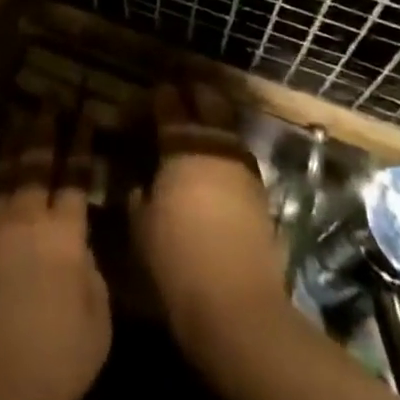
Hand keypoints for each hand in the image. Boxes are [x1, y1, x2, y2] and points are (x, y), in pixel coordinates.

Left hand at [0, 108, 109, 399]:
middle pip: (36, 164)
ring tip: (15, 123)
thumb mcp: (98, 320)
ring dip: (10, 150)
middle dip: (44, 129)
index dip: (82, 144)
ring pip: (1, 179)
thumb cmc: (59, 358)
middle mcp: (26, 218)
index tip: (85, 114)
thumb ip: (91, 274)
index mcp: (64, 233)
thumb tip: (79, 251)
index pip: (76, 176)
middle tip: (47, 101)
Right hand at [131, 82, 288, 368]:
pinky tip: (214, 166)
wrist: (237, 306)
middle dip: (193, 93)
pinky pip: (238, 155)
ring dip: (213, 120)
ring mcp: (242, 166)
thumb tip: (139, 186)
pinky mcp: (260, 192)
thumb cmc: (177, 262)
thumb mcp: (141, 229)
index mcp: (182, 146)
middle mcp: (215, 145)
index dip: (157, 96)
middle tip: (177, 98)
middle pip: (208, 100)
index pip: (168, 103)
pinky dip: (225, 151)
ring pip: (228, 125)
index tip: (148, 97)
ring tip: (197, 128)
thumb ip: (138, 198)